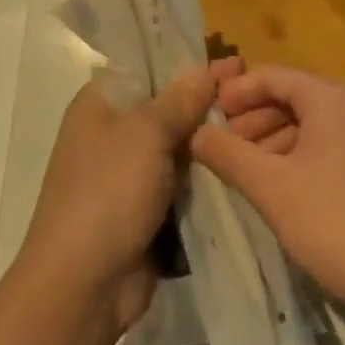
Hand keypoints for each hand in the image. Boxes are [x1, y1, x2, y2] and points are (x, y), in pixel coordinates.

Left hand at [17, 57, 243, 329]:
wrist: (83, 284)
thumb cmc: (108, 192)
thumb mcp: (145, 134)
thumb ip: (179, 100)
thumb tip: (206, 68)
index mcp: (100, 102)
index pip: (148, 67)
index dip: (188, 61)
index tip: (233, 60)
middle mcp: (112, 131)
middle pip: (166, 105)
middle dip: (206, 102)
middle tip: (255, 94)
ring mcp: (129, 172)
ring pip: (177, 145)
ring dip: (209, 141)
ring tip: (262, 127)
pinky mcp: (146, 207)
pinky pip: (181, 180)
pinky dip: (205, 175)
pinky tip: (243, 164)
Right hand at [191, 67, 344, 329]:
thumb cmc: (336, 224)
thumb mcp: (271, 188)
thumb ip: (227, 154)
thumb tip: (195, 133)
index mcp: (334, 98)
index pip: (274, 76)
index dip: (236, 92)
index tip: (206, 114)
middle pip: (295, 97)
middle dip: (254, 119)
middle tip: (221, 145)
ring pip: (314, 124)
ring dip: (275, 141)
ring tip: (245, 170)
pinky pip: (333, 145)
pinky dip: (302, 156)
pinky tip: (282, 187)